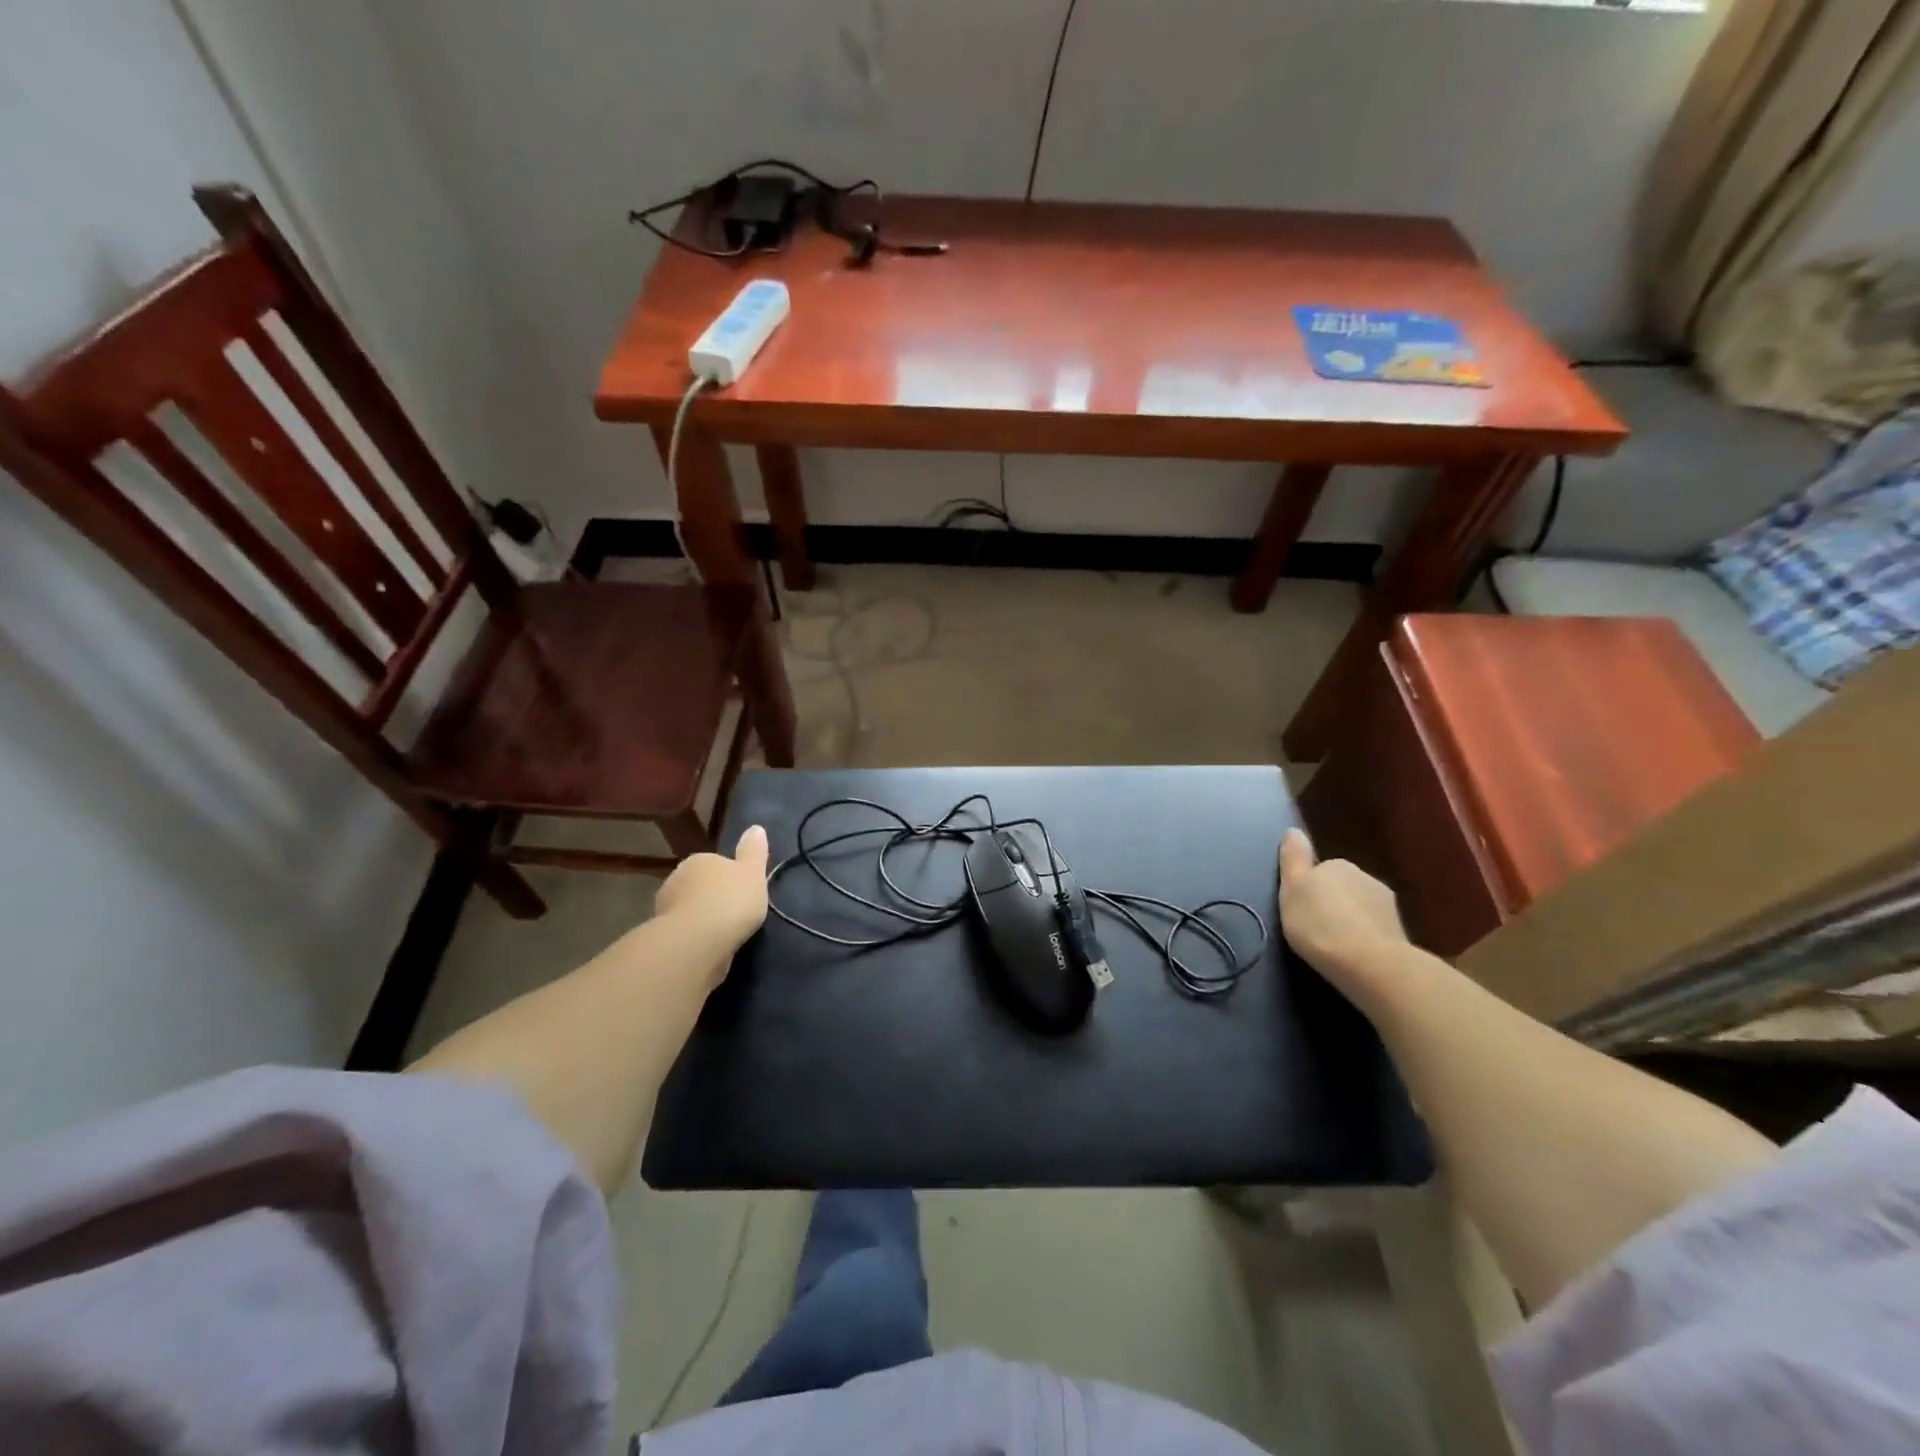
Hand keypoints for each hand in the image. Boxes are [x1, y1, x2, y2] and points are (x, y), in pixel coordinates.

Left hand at [655, 825, 770, 951]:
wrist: (696, 942)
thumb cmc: (730, 900)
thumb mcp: (753, 872)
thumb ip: (754, 851)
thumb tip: (756, 828)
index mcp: (698, 860)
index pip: (715, 863)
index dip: (730, 877)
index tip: (742, 891)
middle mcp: (676, 878)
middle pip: (699, 885)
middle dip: (712, 896)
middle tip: (734, 912)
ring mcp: (665, 908)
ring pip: (689, 909)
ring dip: (701, 918)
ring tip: (723, 933)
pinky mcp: (663, 935)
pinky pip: (683, 931)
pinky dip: (694, 936)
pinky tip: (708, 946)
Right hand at [1277, 829, 1407, 994]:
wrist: (1369, 962)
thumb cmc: (1319, 923)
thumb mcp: (1292, 889)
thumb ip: (1293, 859)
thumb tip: (1293, 830)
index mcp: (1336, 865)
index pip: (1320, 869)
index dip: (1308, 888)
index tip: (1299, 909)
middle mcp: (1364, 877)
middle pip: (1342, 887)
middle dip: (1332, 903)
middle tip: (1314, 928)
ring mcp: (1386, 904)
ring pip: (1360, 907)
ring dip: (1350, 920)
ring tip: (1335, 945)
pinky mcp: (1399, 931)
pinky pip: (1374, 929)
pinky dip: (1365, 937)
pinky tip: (1354, 955)